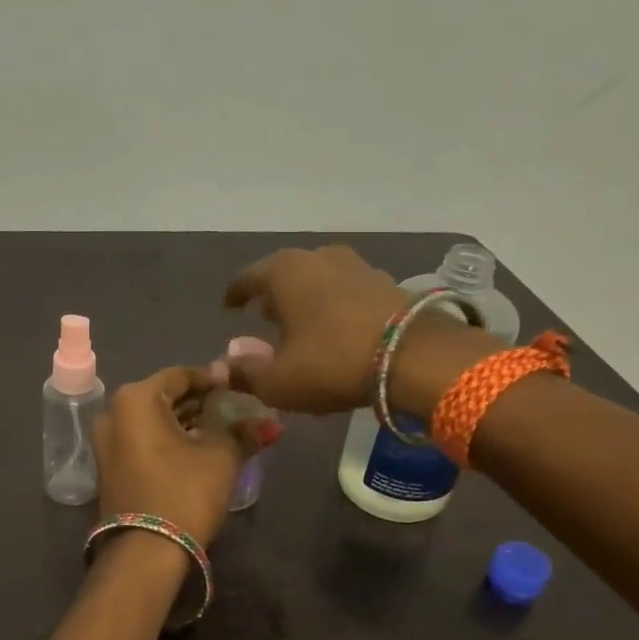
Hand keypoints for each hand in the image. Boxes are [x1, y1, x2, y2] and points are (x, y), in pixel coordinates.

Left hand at [93, 367, 261, 547]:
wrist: (146, 552)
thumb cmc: (184, 491)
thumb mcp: (221, 457)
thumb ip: (243, 432)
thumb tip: (268, 423)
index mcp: (136, 399)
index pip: (181, 375)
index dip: (214, 380)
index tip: (241, 386)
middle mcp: (113, 413)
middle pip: (165, 397)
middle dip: (201, 402)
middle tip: (236, 408)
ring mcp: (107, 442)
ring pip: (154, 421)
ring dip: (187, 423)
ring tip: (223, 430)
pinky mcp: (110, 467)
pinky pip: (144, 441)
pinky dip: (170, 440)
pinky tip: (198, 449)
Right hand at [221, 245, 498, 416]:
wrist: (414, 357)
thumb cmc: (331, 363)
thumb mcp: (277, 381)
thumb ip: (244, 373)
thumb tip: (224, 364)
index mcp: (283, 273)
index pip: (247, 278)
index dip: (235, 294)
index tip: (228, 307)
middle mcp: (317, 258)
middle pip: (284, 275)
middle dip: (271, 296)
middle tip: (263, 317)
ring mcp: (356, 266)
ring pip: (318, 281)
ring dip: (305, 300)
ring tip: (299, 324)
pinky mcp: (386, 283)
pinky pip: (345, 292)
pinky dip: (333, 307)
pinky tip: (334, 329)